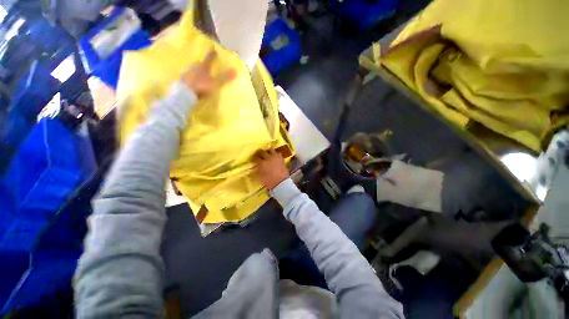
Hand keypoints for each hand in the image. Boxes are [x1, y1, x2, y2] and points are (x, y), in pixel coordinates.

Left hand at [180, 50, 235, 96]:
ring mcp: (187, 73)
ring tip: (199, 73)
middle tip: (206, 65)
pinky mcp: (183, 80)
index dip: (212, 55)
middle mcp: (194, 67)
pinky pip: (188, 77)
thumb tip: (235, 70)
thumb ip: (224, 77)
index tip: (214, 50)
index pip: (209, 58)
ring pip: (193, 69)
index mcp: (203, 66)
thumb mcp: (215, 83)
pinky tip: (193, 81)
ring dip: (196, 70)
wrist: (185, 93)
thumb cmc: (201, 86)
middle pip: (199, 63)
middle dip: (203, 63)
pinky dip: (192, 78)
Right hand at [255, 148, 288, 189]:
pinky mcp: (281, 159)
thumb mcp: (260, 176)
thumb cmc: (269, 181)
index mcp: (262, 162)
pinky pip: (278, 153)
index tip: (254, 158)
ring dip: (269, 151)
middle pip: (263, 152)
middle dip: (261, 153)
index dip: (255, 157)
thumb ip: (258, 169)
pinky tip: (275, 157)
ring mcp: (276, 157)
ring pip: (271, 150)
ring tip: (268, 154)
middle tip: (260, 155)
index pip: (256, 157)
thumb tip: (257, 165)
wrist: (281, 183)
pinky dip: (275, 154)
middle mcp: (269, 158)